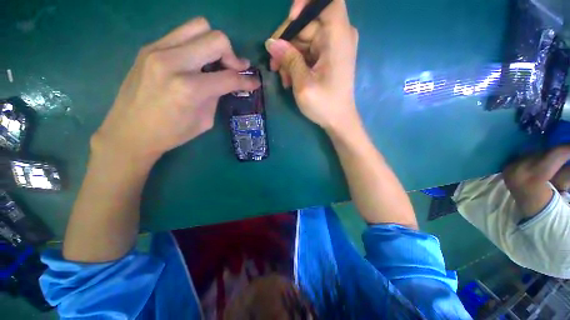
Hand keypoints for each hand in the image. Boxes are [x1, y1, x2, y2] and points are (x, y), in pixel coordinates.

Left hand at [92, 17, 259, 161]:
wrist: (129, 132)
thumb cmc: (171, 134)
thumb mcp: (204, 120)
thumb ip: (217, 96)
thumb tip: (227, 81)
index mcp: (189, 89)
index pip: (229, 77)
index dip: (247, 80)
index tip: (255, 82)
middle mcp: (173, 62)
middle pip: (216, 39)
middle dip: (232, 55)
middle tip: (233, 70)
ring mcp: (157, 50)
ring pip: (198, 26)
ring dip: (213, 44)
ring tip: (214, 62)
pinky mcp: (149, 47)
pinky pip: (182, 34)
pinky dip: (196, 44)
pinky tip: (195, 61)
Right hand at [265, 0, 358, 131]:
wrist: (338, 120)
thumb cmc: (324, 105)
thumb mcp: (303, 84)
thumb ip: (289, 60)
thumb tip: (271, 42)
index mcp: (337, 37)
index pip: (327, 1)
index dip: (305, 4)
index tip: (290, 22)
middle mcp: (338, 36)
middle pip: (307, 23)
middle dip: (287, 43)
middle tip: (275, 66)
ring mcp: (332, 47)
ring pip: (304, 39)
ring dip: (289, 57)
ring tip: (284, 79)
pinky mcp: (327, 58)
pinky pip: (307, 51)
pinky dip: (296, 63)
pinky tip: (290, 79)